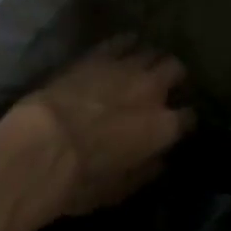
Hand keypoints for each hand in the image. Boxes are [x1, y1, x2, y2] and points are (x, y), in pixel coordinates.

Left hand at [5, 38, 191, 219]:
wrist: (41, 146)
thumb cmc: (80, 179)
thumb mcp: (118, 190)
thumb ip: (145, 171)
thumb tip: (159, 161)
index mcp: (163, 127)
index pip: (189, 117)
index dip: (184, 120)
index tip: (178, 124)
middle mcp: (152, 90)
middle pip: (176, 70)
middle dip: (174, 78)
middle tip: (164, 87)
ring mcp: (126, 67)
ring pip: (152, 51)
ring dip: (151, 60)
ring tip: (143, 67)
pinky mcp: (99, 55)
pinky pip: (122, 40)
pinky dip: (127, 43)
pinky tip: (124, 47)